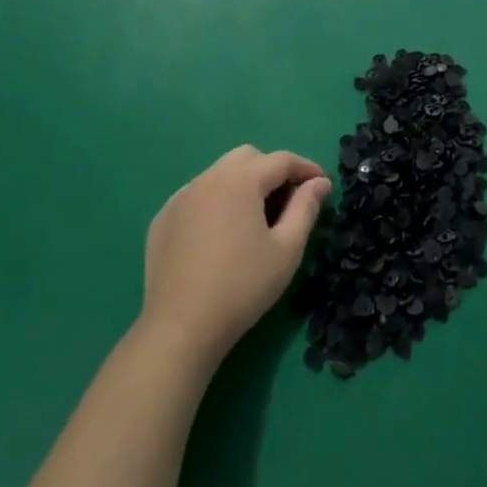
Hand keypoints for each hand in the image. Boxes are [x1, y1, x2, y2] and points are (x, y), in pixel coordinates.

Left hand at [139, 146, 329, 372]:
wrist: (179, 328)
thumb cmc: (242, 287)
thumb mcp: (287, 249)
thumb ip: (306, 208)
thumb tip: (319, 183)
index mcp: (241, 180)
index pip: (281, 160)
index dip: (307, 168)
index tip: (323, 186)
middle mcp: (208, 178)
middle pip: (248, 158)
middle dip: (273, 171)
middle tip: (288, 201)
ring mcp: (181, 197)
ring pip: (220, 173)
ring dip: (244, 184)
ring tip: (255, 218)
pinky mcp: (163, 218)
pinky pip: (197, 195)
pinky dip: (216, 201)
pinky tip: (221, 233)